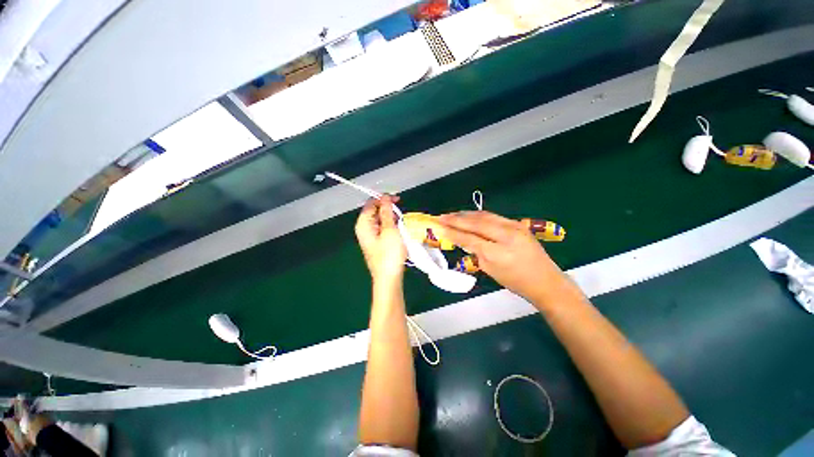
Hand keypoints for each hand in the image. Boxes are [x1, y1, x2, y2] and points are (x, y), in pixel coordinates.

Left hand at [355, 195, 406, 283]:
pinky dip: (391, 227)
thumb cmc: (389, 253)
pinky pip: (383, 229)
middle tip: (401, 216)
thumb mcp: (389, 229)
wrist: (389, 277)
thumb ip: (387, 211)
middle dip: (389, 210)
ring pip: (381, 220)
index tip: (398, 200)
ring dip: (392, 219)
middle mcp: (364, 228)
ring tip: (401, 225)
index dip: (384, 199)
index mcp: (363, 223)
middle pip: (375, 211)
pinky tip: (399, 232)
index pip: (371, 203)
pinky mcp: (376, 242)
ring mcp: (369, 236)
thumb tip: (385, 197)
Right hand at [438, 211, 563, 300]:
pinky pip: (493, 216)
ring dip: (466, 214)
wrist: (545, 280)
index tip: (439, 227)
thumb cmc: (515, 282)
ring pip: (484, 216)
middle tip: (442, 217)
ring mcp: (514, 226)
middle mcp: (506, 235)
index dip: (453, 232)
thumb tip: (462, 240)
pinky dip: (478, 215)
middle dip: (457, 219)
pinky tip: (470, 215)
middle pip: (476, 223)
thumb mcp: (490, 270)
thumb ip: (475, 252)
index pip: (470, 238)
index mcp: (498, 253)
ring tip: (452, 214)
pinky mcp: (518, 224)